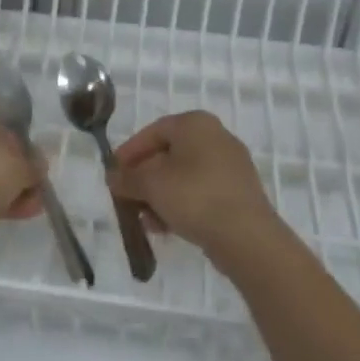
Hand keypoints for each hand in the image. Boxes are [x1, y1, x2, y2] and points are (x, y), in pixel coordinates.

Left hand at [0, 103, 45, 245]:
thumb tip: (39, 166)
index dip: (23, 145)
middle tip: (37, 187)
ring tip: (34, 206)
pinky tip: (20, 214)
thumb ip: (35, 165)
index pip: (2, 124)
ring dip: (11, 190)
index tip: (36, 163)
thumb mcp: (23, 166)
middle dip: (18, 172)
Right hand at [108, 110, 286, 264]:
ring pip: (183, 176)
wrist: (246, 237)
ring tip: (145, 219)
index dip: (129, 153)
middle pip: (168, 154)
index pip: (152, 132)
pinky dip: (181, 205)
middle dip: (144, 178)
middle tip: (127, 198)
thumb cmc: (194, 196)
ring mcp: (231, 166)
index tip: (113, 174)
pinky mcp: (238, 193)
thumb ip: (127, 178)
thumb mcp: (150, 184)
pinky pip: (201, 192)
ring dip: (160, 196)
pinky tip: (166, 227)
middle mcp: (216, 137)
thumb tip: (113, 177)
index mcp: (195, 124)